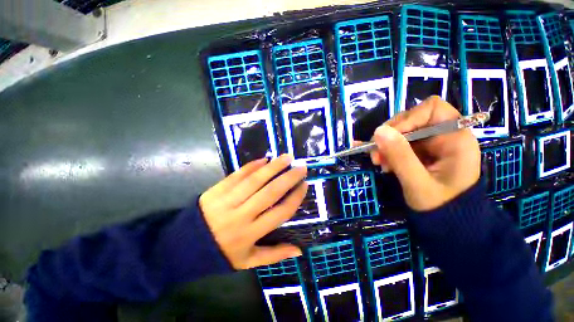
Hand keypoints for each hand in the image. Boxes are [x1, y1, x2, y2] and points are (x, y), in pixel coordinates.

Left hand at [199, 154, 307, 268]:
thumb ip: (274, 255)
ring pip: (256, 180)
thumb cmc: (221, 253)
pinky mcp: (218, 189)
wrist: (184, 246)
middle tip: (301, 167)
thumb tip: (299, 250)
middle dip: (289, 178)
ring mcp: (228, 200)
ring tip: (286, 157)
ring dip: (273, 167)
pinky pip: (238, 174)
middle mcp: (242, 215)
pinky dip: (252, 166)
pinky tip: (264, 159)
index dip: (295, 198)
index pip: (281, 212)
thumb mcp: (247, 261)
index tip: (304, 185)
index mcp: (251, 234)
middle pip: (271, 192)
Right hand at [370, 96, 480, 210]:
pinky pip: (399, 143)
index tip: (387, 137)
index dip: (407, 119)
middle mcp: (444, 136)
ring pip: (401, 132)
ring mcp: (431, 144)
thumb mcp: (418, 183)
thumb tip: (378, 131)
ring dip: (385, 145)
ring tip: (378, 162)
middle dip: (389, 136)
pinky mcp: (420, 152)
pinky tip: (376, 158)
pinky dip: (386, 150)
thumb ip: (400, 156)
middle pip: (411, 120)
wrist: (448, 223)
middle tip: (376, 155)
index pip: (431, 109)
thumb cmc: (440, 206)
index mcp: (455, 139)